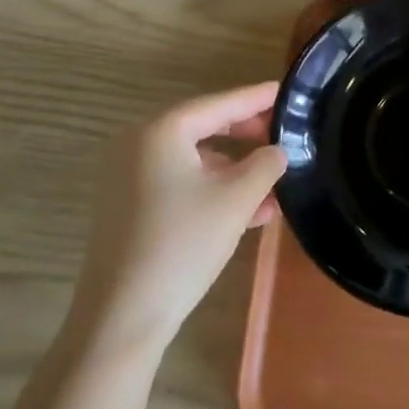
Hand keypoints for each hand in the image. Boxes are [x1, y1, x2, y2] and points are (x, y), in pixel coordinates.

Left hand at [68, 82, 288, 357]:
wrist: (121, 318)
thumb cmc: (182, 246)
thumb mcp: (235, 201)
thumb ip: (264, 166)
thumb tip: (277, 151)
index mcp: (161, 131)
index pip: (219, 104)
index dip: (256, 98)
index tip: (286, 91)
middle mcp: (139, 143)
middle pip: (204, 128)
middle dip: (247, 135)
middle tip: (284, 136)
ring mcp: (129, 176)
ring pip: (194, 160)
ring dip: (235, 170)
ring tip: (276, 183)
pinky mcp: (129, 206)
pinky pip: (179, 183)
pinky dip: (212, 190)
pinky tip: (250, 210)